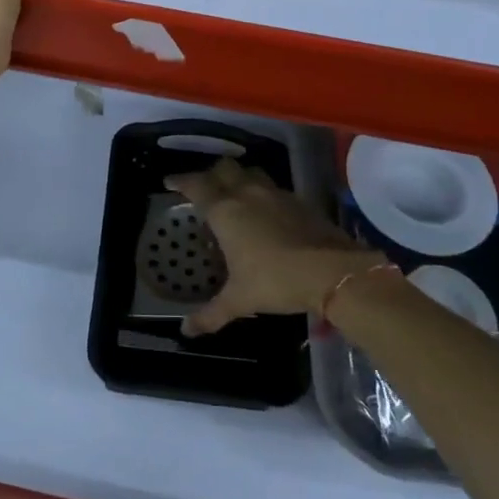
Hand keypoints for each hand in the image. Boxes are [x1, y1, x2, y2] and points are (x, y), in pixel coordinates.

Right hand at [166, 158, 383, 335]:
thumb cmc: (274, 280)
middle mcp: (247, 193)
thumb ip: (211, 314)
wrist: (330, 270)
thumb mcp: (239, 300)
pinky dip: (263, 193)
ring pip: (250, 172)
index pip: (196, 186)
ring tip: (235, 193)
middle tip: (204, 188)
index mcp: (225, 211)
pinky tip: (266, 211)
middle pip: (224, 168)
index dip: (180, 181)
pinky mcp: (298, 201)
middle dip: (211, 173)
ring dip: (239, 177)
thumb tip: (186, 331)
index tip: (169, 182)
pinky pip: (273, 188)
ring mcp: (275, 193)